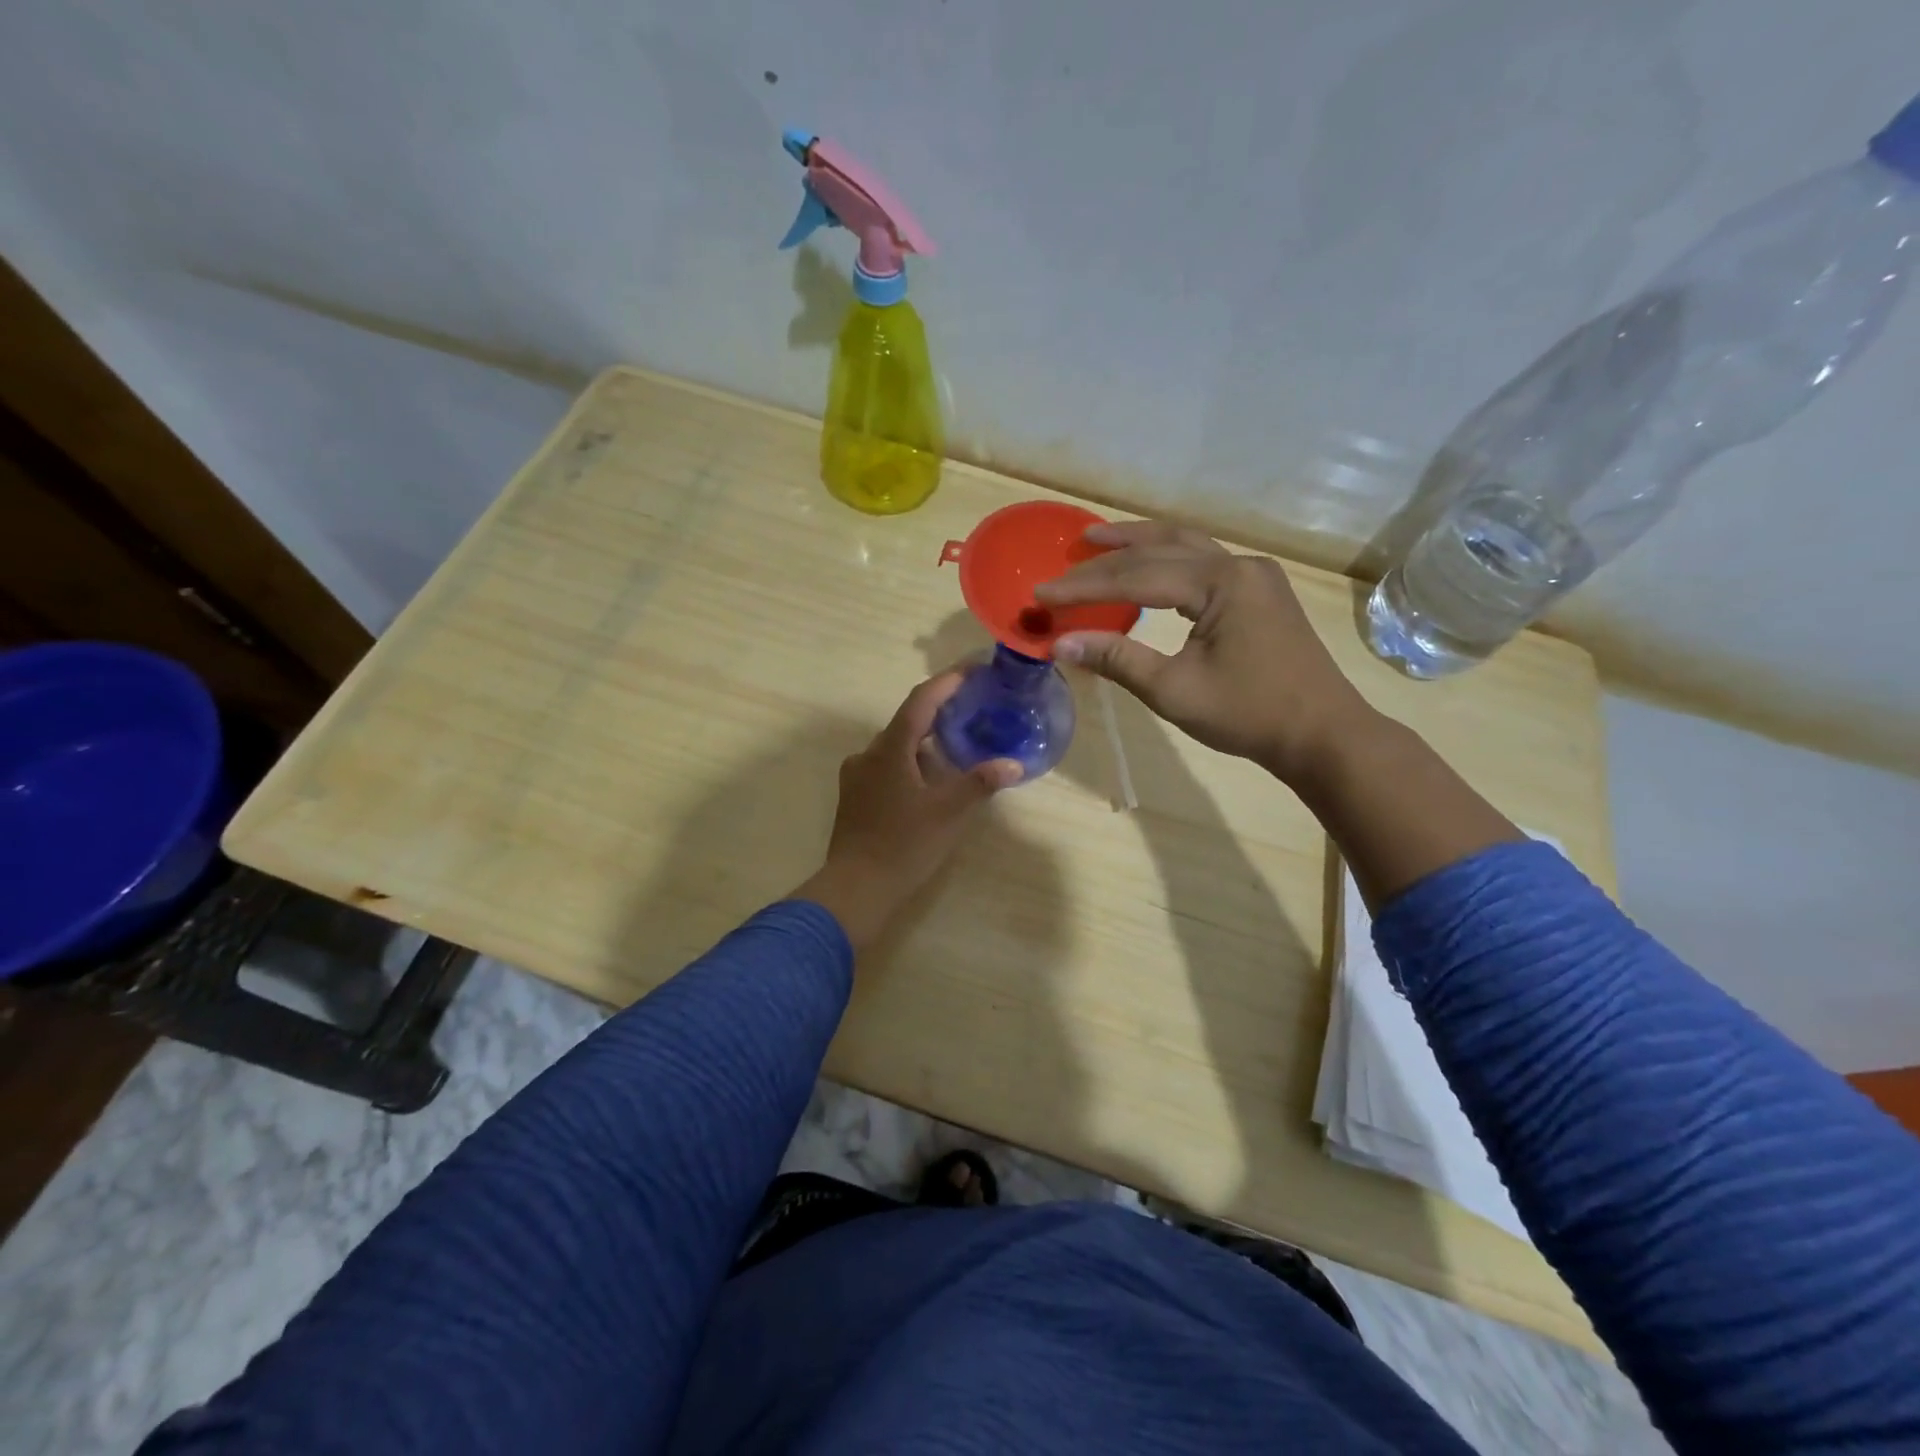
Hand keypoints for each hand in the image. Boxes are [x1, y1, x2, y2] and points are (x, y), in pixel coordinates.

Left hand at [793, 674, 1021, 950]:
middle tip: (971, 710)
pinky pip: (886, 766)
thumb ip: (980, 783)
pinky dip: (911, 763)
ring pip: (896, 747)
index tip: (972, 670)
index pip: (921, 701)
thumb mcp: (949, 813)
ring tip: (956, 746)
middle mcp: (868, 754)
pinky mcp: (854, 797)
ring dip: (925, 741)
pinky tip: (929, 780)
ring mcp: (857, 776)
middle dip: (939, 713)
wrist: (856, 888)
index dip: (947, 682)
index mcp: (890, 749)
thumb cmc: (904, 845)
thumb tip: (1013, 764)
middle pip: (907, 722)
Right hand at [1035, 520, 1377, 784]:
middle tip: (1066, 556)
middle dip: (1109, 555)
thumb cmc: (1248, 715)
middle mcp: (1240, 565)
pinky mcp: (1259, 591)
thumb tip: (1059, 643)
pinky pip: (1203, 562)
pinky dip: (1166, 559)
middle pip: (1161, 549)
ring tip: (1099, 539)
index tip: (1043, 593)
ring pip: (1186, 546)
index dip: (1085, 586)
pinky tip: (1147, 566)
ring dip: (1140, 543)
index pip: (1137, 577)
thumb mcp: (1174, 690)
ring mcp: (1254, 575)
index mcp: (1222, 583)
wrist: (1321, 733)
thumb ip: (1117, 659)